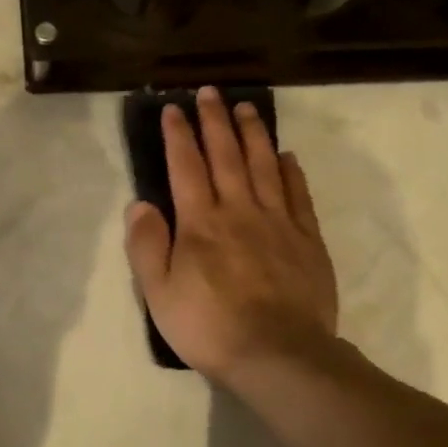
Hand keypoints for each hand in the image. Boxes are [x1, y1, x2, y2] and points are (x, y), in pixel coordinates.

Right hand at [124, 85, 342, 388]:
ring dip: (254, 134)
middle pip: (226, 156)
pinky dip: (290, 172)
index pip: (186, 167)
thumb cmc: (209, 326)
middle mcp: (239, 211)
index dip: (178, 136)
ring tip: (248, 107)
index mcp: (200, 223)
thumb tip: (139, 203)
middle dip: (216, 121)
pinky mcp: (307, 240)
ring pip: (264, 166)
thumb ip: (147, 246)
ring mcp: (278, 223)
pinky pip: (298, 196)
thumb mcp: (159, 293)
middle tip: (212, 91)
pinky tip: (286, 156)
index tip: (173, 108)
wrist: (278, 355)